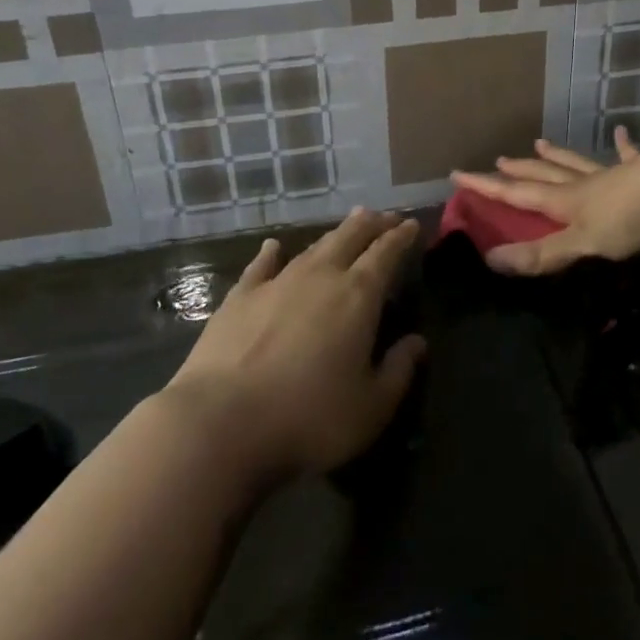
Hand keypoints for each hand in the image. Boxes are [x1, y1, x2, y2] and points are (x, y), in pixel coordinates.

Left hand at [163, 209, 426, 484]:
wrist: (221, 422)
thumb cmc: (308, 418)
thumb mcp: (371, 407)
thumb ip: (399, 371)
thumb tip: (418, 343)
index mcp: (358, 296)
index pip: (386, 254)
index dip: (401, 237)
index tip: (412, 224)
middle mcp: (320, 277)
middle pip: (351, 238)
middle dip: (371, 224)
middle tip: (385, 217)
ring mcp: (276, 282)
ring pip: (313, 247)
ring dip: (335, 234)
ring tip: (349, 225)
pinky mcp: (240, 297)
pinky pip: (261, 266)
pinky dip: (271, 253)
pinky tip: (273, 246)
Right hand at [449, 130, 639, 275]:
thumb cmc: (630, 218)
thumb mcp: (583, 244)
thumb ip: (542, 254)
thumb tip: (490, 260)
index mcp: (566, 201)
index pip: (517, 193)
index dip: (487, 186)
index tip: (458, 173)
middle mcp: (584, 184)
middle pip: (545, 174)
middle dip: (520, 170)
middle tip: (500, 160)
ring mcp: (613, 175)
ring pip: (577, 163)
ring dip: (558, 155)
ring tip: (541, 143)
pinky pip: (628, 156)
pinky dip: (623, 146)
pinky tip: (622, 133)